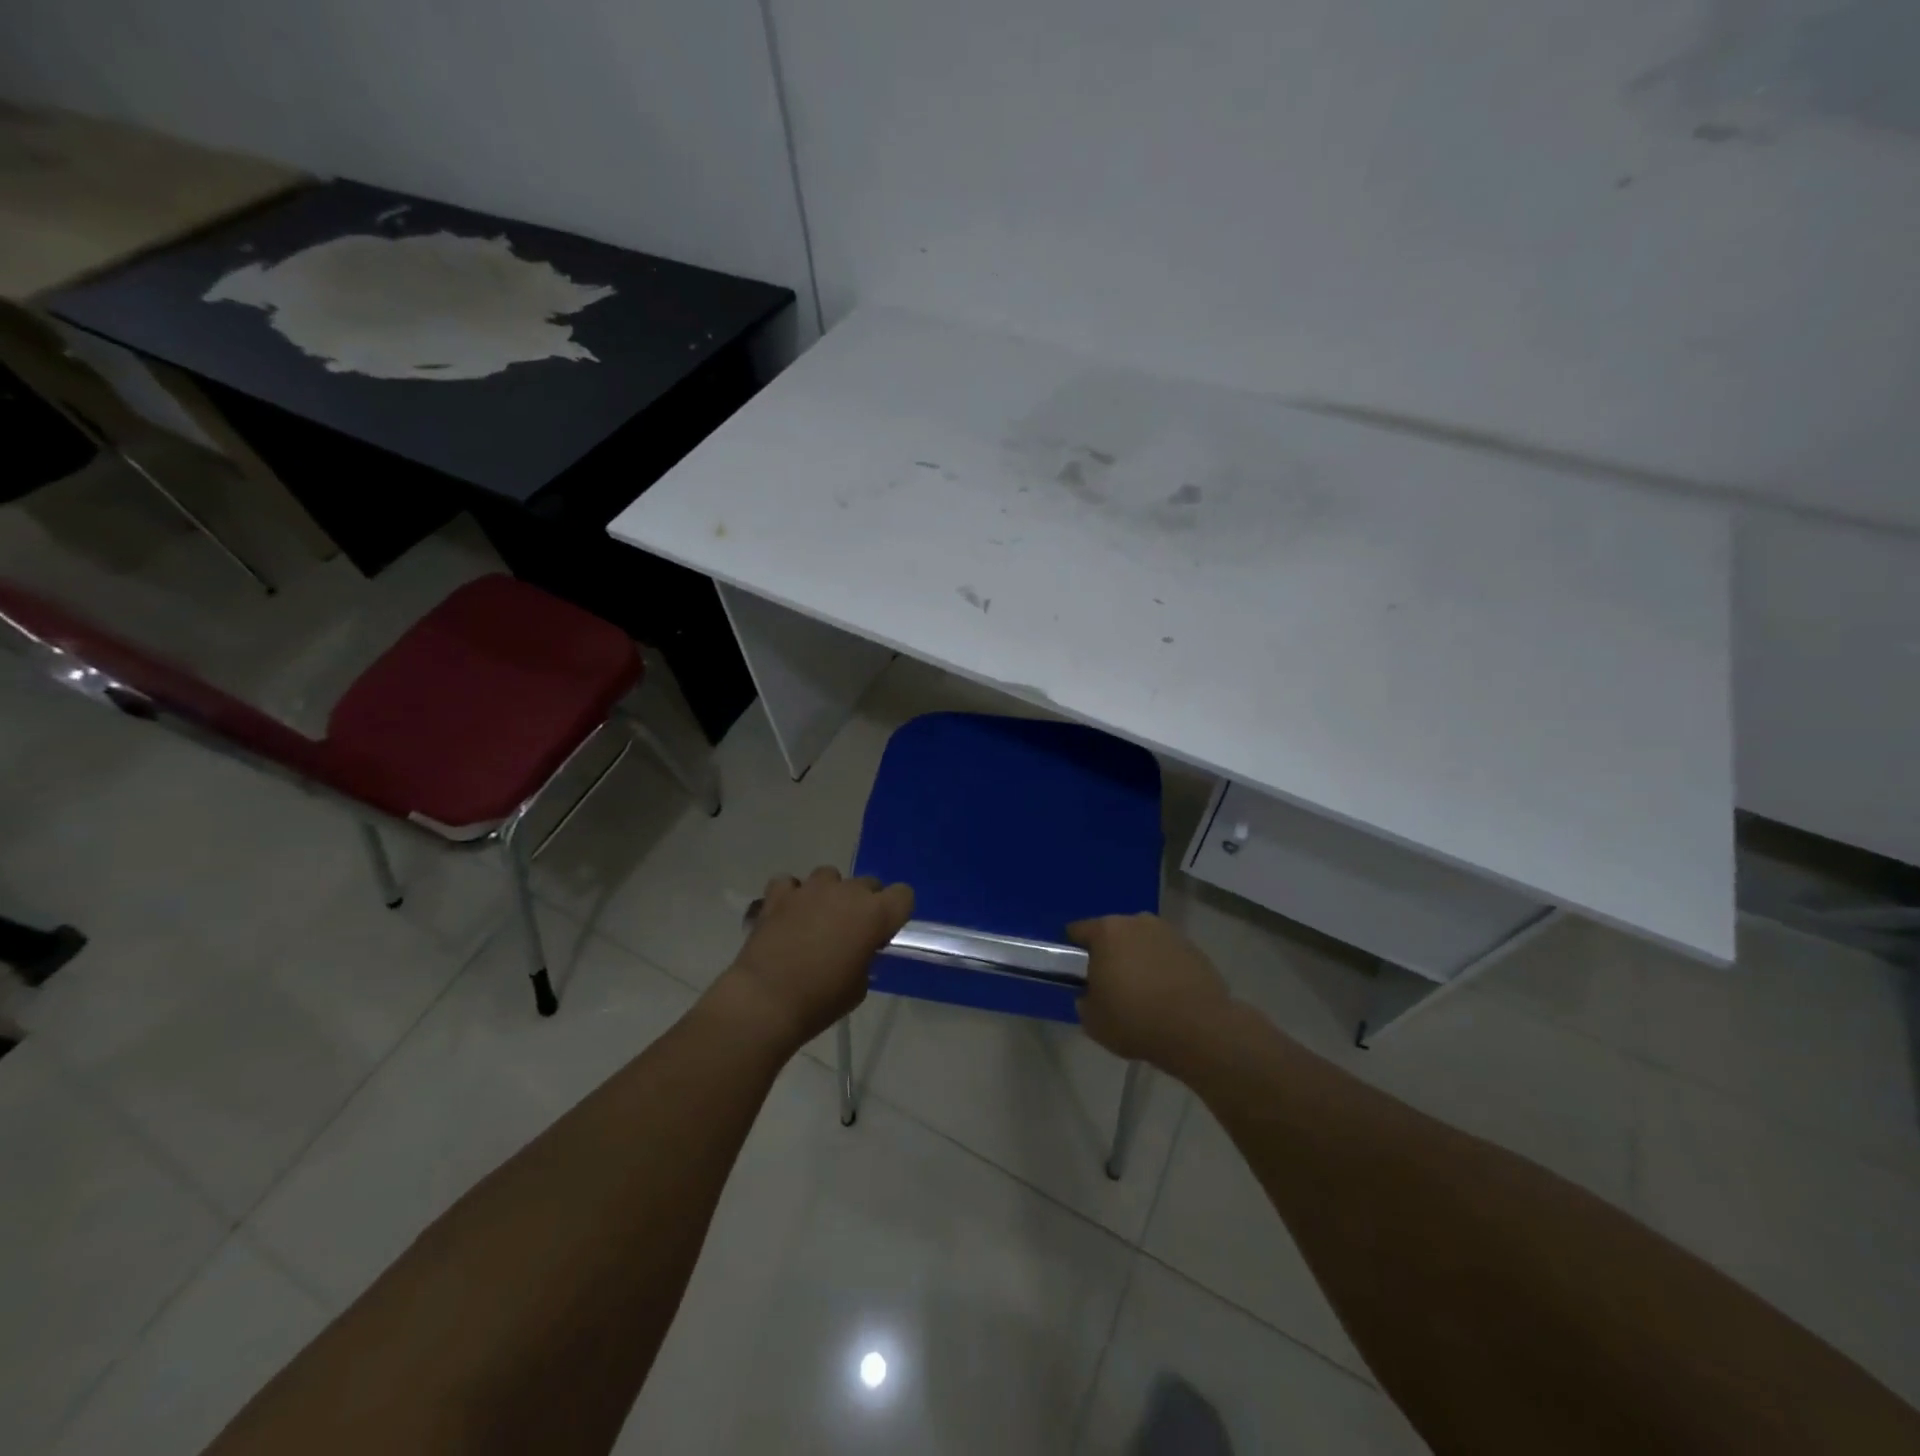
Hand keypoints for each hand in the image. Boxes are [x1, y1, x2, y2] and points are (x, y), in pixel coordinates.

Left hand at [715, 866, 913, 1050]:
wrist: (765, 1001)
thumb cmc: (821, 1000)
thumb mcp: (859, 985)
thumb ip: (865, 956)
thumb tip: (858, 948)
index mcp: (875, 914)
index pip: (904, 895)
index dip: (896, 912)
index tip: (882, 933)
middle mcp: (848, 892)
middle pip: (868, 883)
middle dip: (863, 903)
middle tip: (849, 932)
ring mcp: (811, 888)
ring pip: (830, 876)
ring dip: (828, 894)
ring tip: (815, 920)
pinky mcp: (779, 893)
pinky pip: (791, 883)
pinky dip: (791, 895)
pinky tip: (787, 914)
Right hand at [1069, 913, 1232, 1069]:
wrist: (1199, 1030)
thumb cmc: (1136, 1021)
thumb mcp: (1093, 1020)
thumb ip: (1085, 1000)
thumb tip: (1091, 994)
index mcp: (1106, 932)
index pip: (1078, 930)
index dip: (1073, 951)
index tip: (1076, 973)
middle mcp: (1136, 922)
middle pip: (1113, 933)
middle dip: (1109, 954)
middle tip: (1110, 985)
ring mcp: (1168, 933)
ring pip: (1142, 942)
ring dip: (1138, 959)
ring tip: (1143, 993)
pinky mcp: (1193, 948)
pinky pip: (1167, 955)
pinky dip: (1163, 969)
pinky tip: (1167, 996)